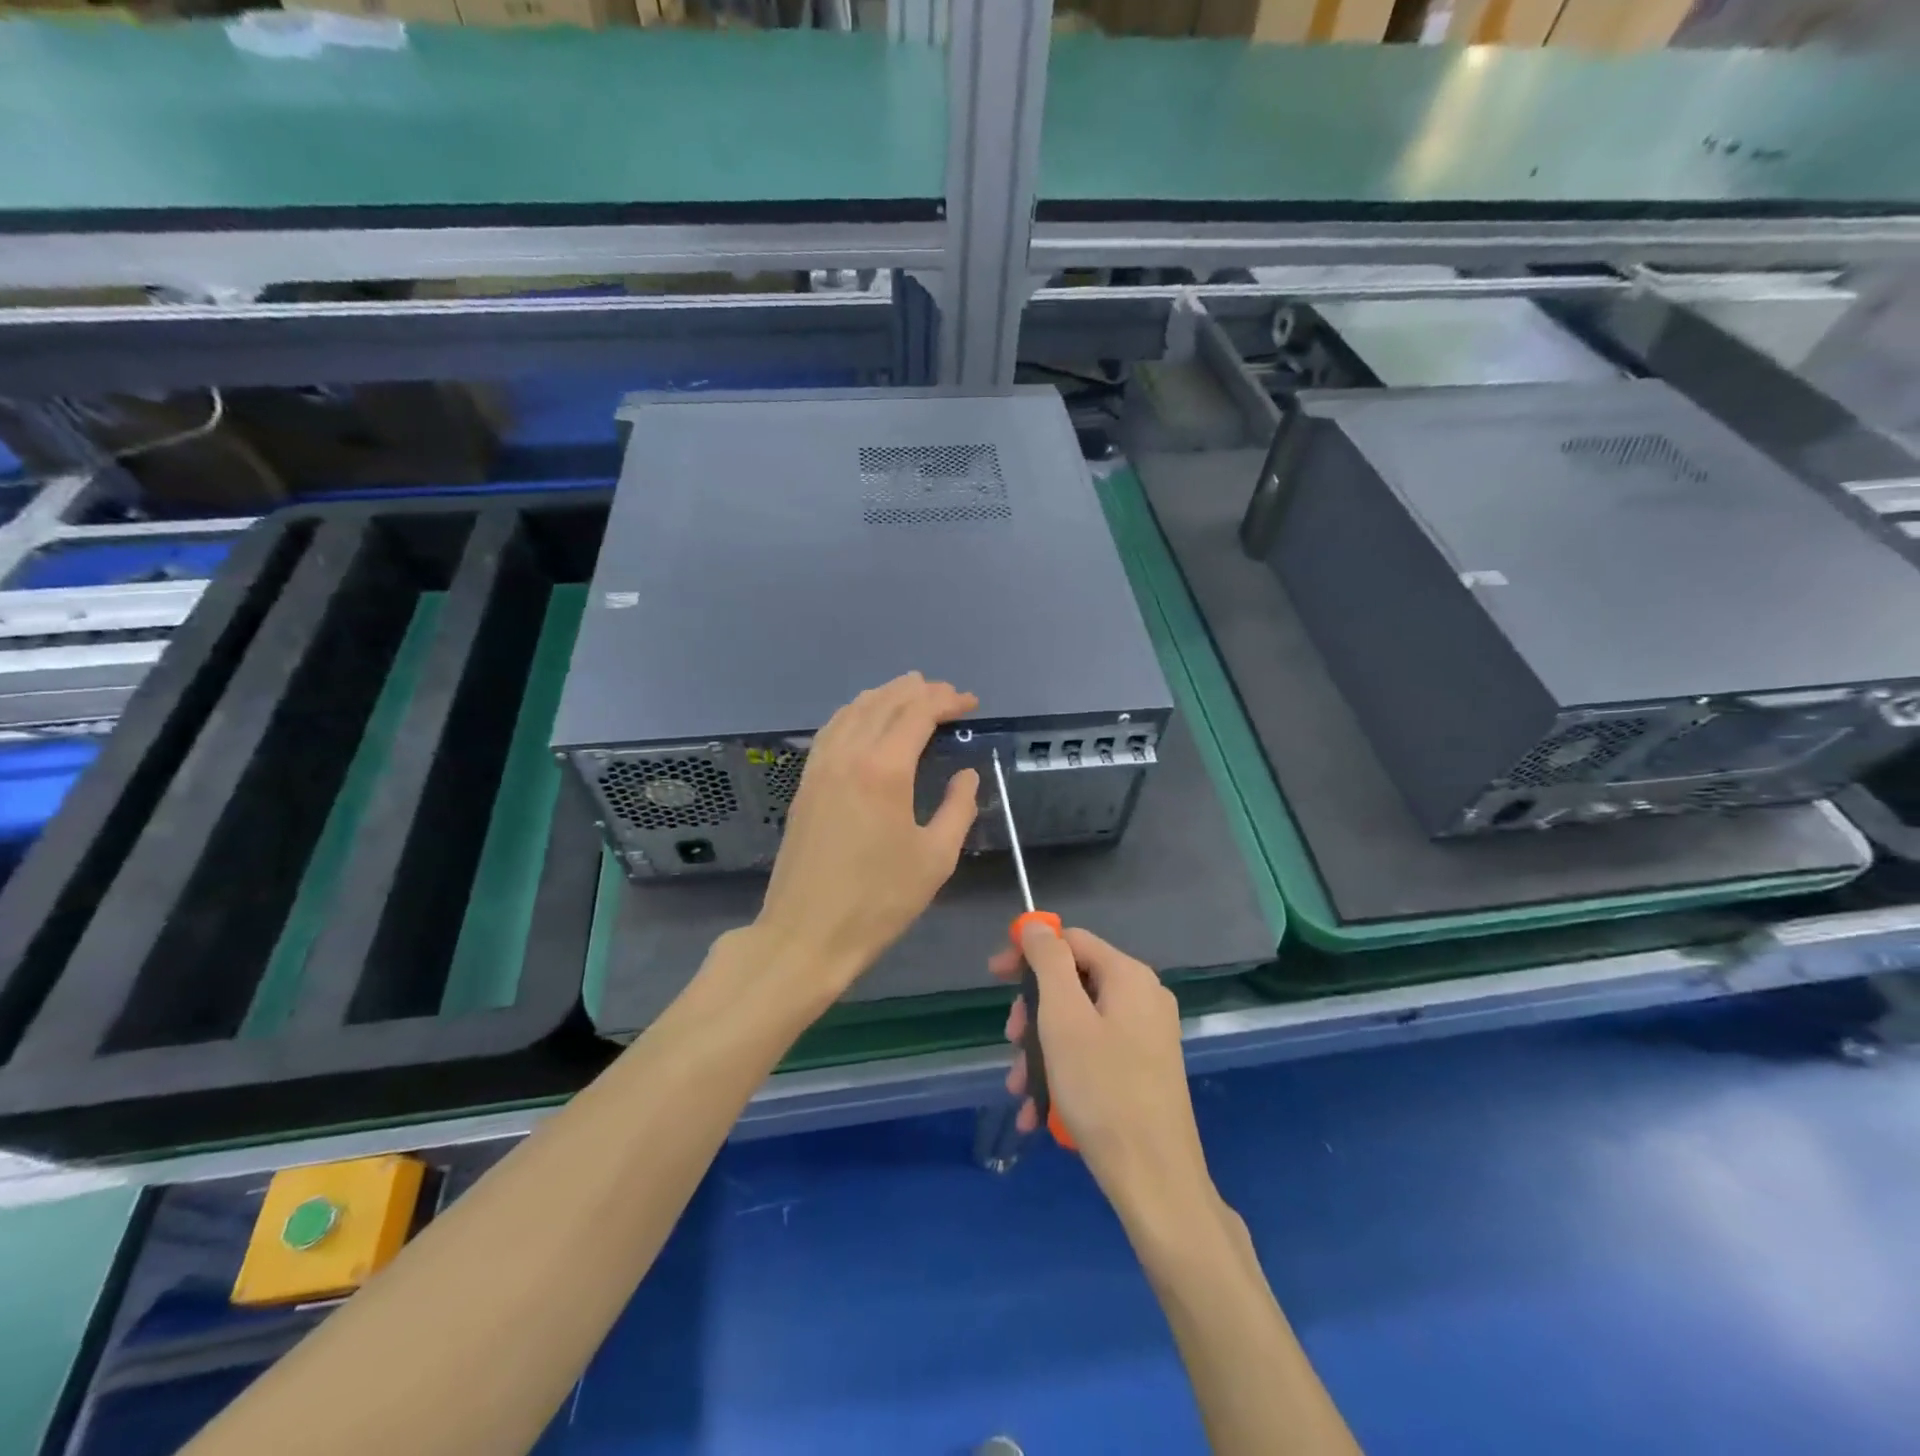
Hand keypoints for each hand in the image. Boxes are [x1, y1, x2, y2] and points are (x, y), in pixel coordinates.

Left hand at [753, 672, 979, 993]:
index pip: (918, 713)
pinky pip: (832, 730)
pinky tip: (864, 719)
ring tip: (910, 692)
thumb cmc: (879, 900)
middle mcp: (849, 755)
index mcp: (885, 770)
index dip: (947, 701)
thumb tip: (967, 775)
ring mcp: (821, 766)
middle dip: (919, 691)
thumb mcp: (935, 858)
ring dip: (885, 695)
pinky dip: (855, 713)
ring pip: (853, 710)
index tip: (970, 703)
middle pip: (885, 703)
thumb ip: (957, 808)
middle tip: (946, 694)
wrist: (807, 933)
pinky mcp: (806, 783)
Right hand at [992, 924, 1219, 1237]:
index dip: (1028, 952)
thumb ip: (1048, 962)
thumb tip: (1035, 924)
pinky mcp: (1144, 1071)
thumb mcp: (1063, 1018)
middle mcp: (1143, 998)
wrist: (1156, 1181)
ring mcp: (1147, 1036)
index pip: (1070, 940)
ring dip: (1041, 1050)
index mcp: (1129, 976)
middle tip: (1010, 1042)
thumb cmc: (1102, 1089)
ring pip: (1078, 1024)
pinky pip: (1094, 1054)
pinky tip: (1038, 1110)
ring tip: (1019, 1088)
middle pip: (1073, 983)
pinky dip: (1063, 1072)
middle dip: (1033, 1012)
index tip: (994, 978)